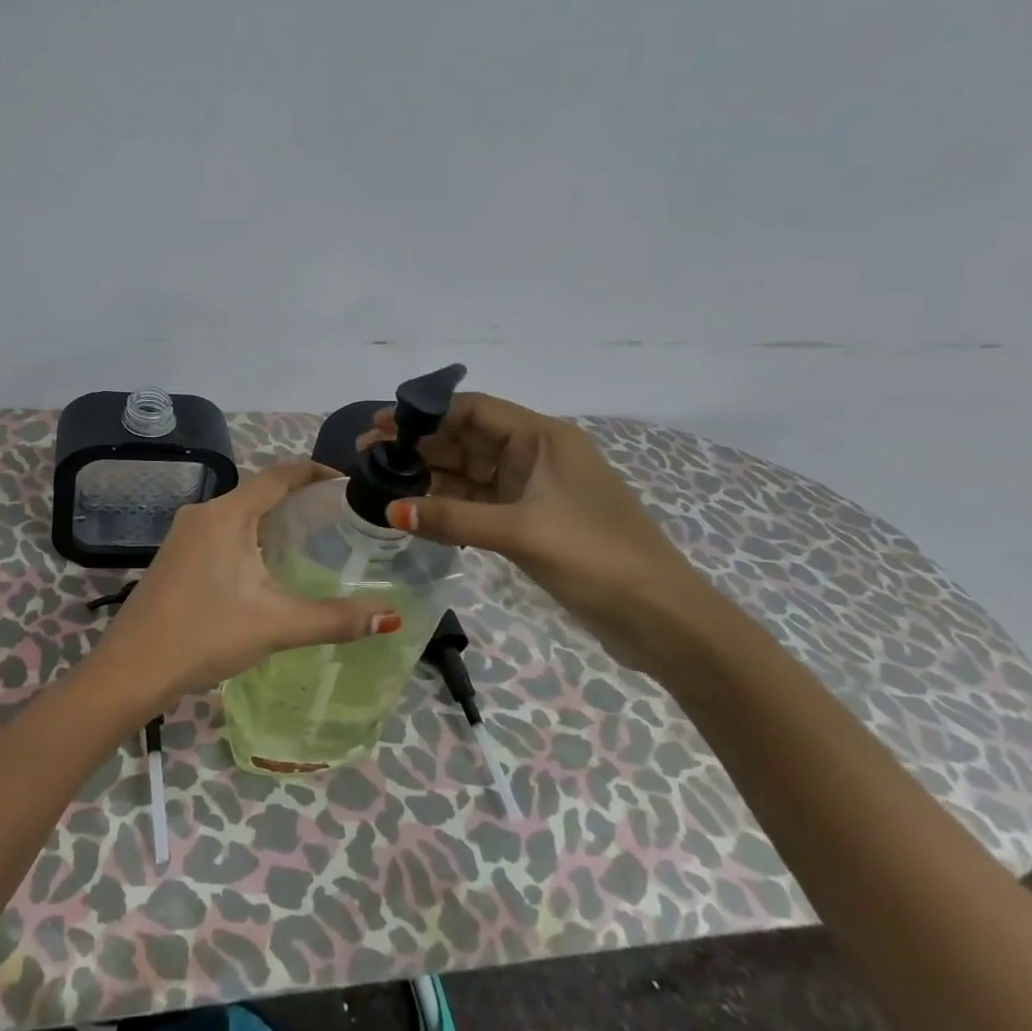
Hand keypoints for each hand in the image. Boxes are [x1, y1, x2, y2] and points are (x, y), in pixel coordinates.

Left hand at [92, 459, 398, 708]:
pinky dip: (249, 538)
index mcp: (227, 514)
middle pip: (259, 492)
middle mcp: (203, 512)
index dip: (315, 473)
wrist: (132, 667)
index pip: (279, 475)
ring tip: (310, 542)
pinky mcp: (175, 555)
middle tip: (338, 520)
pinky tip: (265, 568)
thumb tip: (392, 618)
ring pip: (239, 514)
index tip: (348, 485)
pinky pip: (221, 532)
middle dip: (298, 500)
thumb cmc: (205, 634)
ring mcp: (184, 533)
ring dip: (272, 521)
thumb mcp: (276, 625)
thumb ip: (335, 619)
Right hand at [367, 393, 717, 669]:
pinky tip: (414, 511)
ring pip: (468, 472)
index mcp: (543, 438)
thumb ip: (453, 518)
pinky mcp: (529, 522)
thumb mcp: (521, 532)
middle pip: (465, 438)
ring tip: (381, 482)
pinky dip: (447, 505)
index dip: (424, 413)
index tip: (380, 426)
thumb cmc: (598, 558)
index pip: (473, 409)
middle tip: (368, 456)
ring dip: (428, 476)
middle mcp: (535, 455)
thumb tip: (390, 509)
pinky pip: (477, 503)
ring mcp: (532, 490)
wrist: (663, 621)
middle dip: (418, 444)